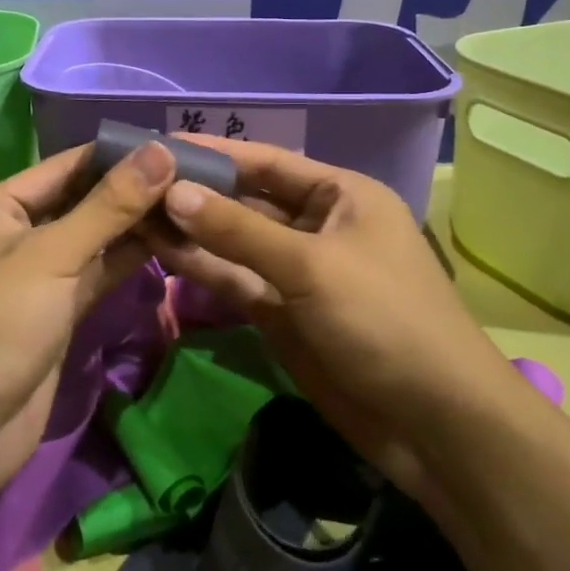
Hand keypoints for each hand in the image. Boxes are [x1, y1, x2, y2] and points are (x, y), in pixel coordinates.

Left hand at [0, 139, 177, 512]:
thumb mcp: (52, 257)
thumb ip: (108, 205)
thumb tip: (160, 150)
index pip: (64, 166)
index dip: (116, 154)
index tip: (171, 143)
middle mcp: (11, 233)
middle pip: (79, 201)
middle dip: (129, 191)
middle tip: (192, 174)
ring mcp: (33, 275)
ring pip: (91, 239)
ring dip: (134, 226)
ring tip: (191, 203)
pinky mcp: (53, 311)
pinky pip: (93, 274)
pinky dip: (126, 261)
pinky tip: (169, 244)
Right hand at [145, 136, 526, 501]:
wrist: (435, 426)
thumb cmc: (384, 321)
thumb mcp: (311, 266)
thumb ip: (237, 229)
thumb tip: (172, 191)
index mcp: (341, 196)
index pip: (266, 161)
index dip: (214, 152)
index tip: (159, 144)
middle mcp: (317, 225)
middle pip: (245, 200)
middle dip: (195, 192)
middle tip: (133, 182)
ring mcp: (297, 271)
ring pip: (235, 242)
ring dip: (191, 230)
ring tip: (134, 213)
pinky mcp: (281, 313)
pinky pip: (236, 279)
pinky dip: (202, 267)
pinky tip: (160, 251)